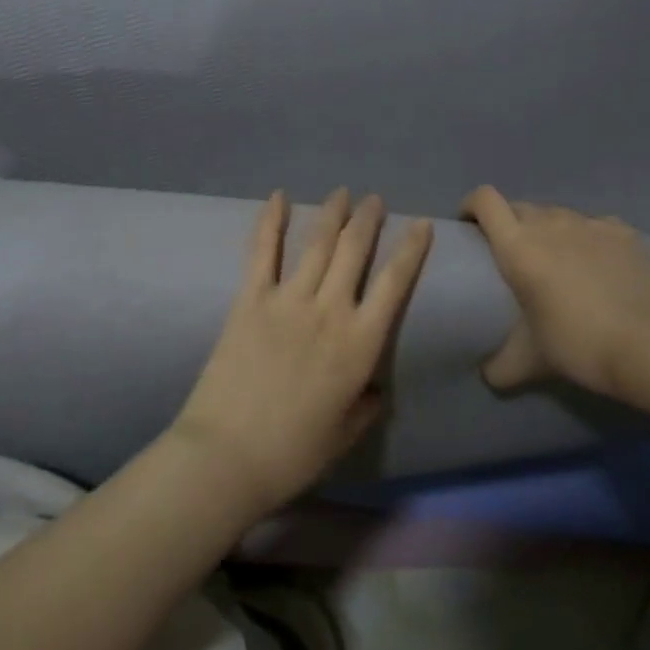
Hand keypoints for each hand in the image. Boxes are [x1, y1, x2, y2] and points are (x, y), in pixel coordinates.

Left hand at [171, 189, 432, 513]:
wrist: (227, 456)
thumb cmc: (293, 453)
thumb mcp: (346, 433)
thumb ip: (365, 402)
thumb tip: (372, 384)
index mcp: (360, 345)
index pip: (395, 284)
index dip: (411, 250)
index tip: (421, 224)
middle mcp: (329, 311)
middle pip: (354, 251)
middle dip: (368, 220)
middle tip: (375, 200)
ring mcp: (287, 300)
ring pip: (316, 243)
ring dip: (331, 214)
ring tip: (342, 193)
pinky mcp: (249, 300)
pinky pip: (262, 252)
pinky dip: (270, 221)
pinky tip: (277, 196)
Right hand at [460, 186, 649, 405]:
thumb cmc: (578, 345)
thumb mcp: (528, 362)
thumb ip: (499, 366)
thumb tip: (487, 375)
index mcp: (518, 246)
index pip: (485, 200)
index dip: (471, 206)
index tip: (469, 226)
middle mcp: (550, 224)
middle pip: (519, 207)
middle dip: (508, 223)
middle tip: (512, 255)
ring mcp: (590, 224)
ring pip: (557, 215)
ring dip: (548, 230)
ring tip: (556, 260)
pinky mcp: (624, 232)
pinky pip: (594, 225)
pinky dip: (587, 238)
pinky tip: (597, 264)